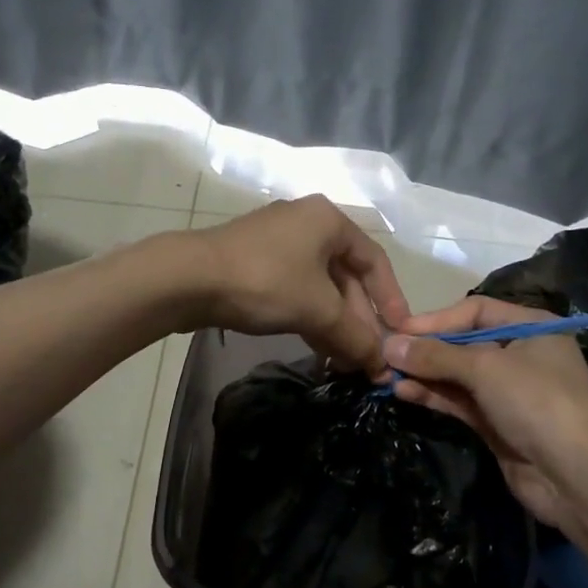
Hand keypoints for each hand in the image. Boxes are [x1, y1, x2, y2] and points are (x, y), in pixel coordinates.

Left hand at [188, 197, 409, 374]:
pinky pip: (296, 291)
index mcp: (329, 221)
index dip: (391, 300)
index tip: (399, 333)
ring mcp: (278, 243)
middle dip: (358, 320)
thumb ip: (355, 337)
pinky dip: (310, 318)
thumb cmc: (265, 282)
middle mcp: (307, 224)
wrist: (188, 279)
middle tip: (366, 357)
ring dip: (335, 325)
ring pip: (320, 288)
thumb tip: (381, 367)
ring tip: (345, 362)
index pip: (375, 262)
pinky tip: (318, 350)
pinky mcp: (255, 263)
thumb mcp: (318, 311)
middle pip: (346, 277)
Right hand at [384, 297, 587, 529]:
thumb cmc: (537, 402)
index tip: (400, 330)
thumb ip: (435, 356)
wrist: (575, 474)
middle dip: (426, 349)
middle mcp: (521, 355)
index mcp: (532, 328)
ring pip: (459, 376)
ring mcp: (510, 392)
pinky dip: (434, 396)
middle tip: (384, 354)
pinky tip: (404, 393)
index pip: (476, 311)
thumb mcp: (485, 369)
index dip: (437, 319)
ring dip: (425, 374)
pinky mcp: (498, 423)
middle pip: (464, 344)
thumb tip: (389, 345)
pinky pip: (460, 402)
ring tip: (386, 375)